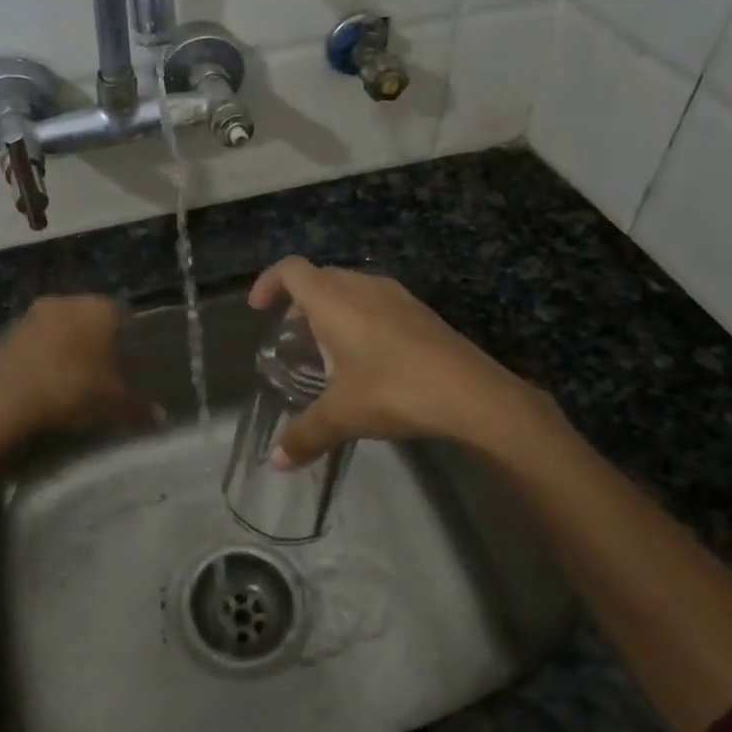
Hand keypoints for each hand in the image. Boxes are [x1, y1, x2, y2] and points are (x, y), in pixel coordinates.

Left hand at [0, 295, 148, 443]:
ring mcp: (33, 313)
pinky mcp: (7, 331)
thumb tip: (161, 416)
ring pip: (61, 326)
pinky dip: (44, 355)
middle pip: (90, 318)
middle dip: (97, 341)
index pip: (123, 316)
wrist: (2, 400)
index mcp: (99, 308)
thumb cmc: (70, 390)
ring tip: (73, 378)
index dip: (129, 339)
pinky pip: (37, 340)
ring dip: (67, 346)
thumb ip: (138, 406)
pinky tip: (45, 381)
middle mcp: (67, 301)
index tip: (130, 362)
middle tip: (104, 371)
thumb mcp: (112, 403)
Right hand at [247, 258, 560, 466]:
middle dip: (299, 301)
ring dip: (331, 308)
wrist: (472, 393)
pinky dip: (359, 316)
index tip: (258, 308)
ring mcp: (396, 295)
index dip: (269, 282)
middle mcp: (362, 286)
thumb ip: (304, 435)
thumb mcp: (341, 416)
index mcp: (333, 300)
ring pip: (351, 287)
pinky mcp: (421, 311)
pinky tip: (369, 357)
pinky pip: (377, 301)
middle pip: (320, 277)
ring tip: (328, 348)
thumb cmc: (393, 390)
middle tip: (292, 335)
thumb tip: (275, 462)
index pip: (290, 269)